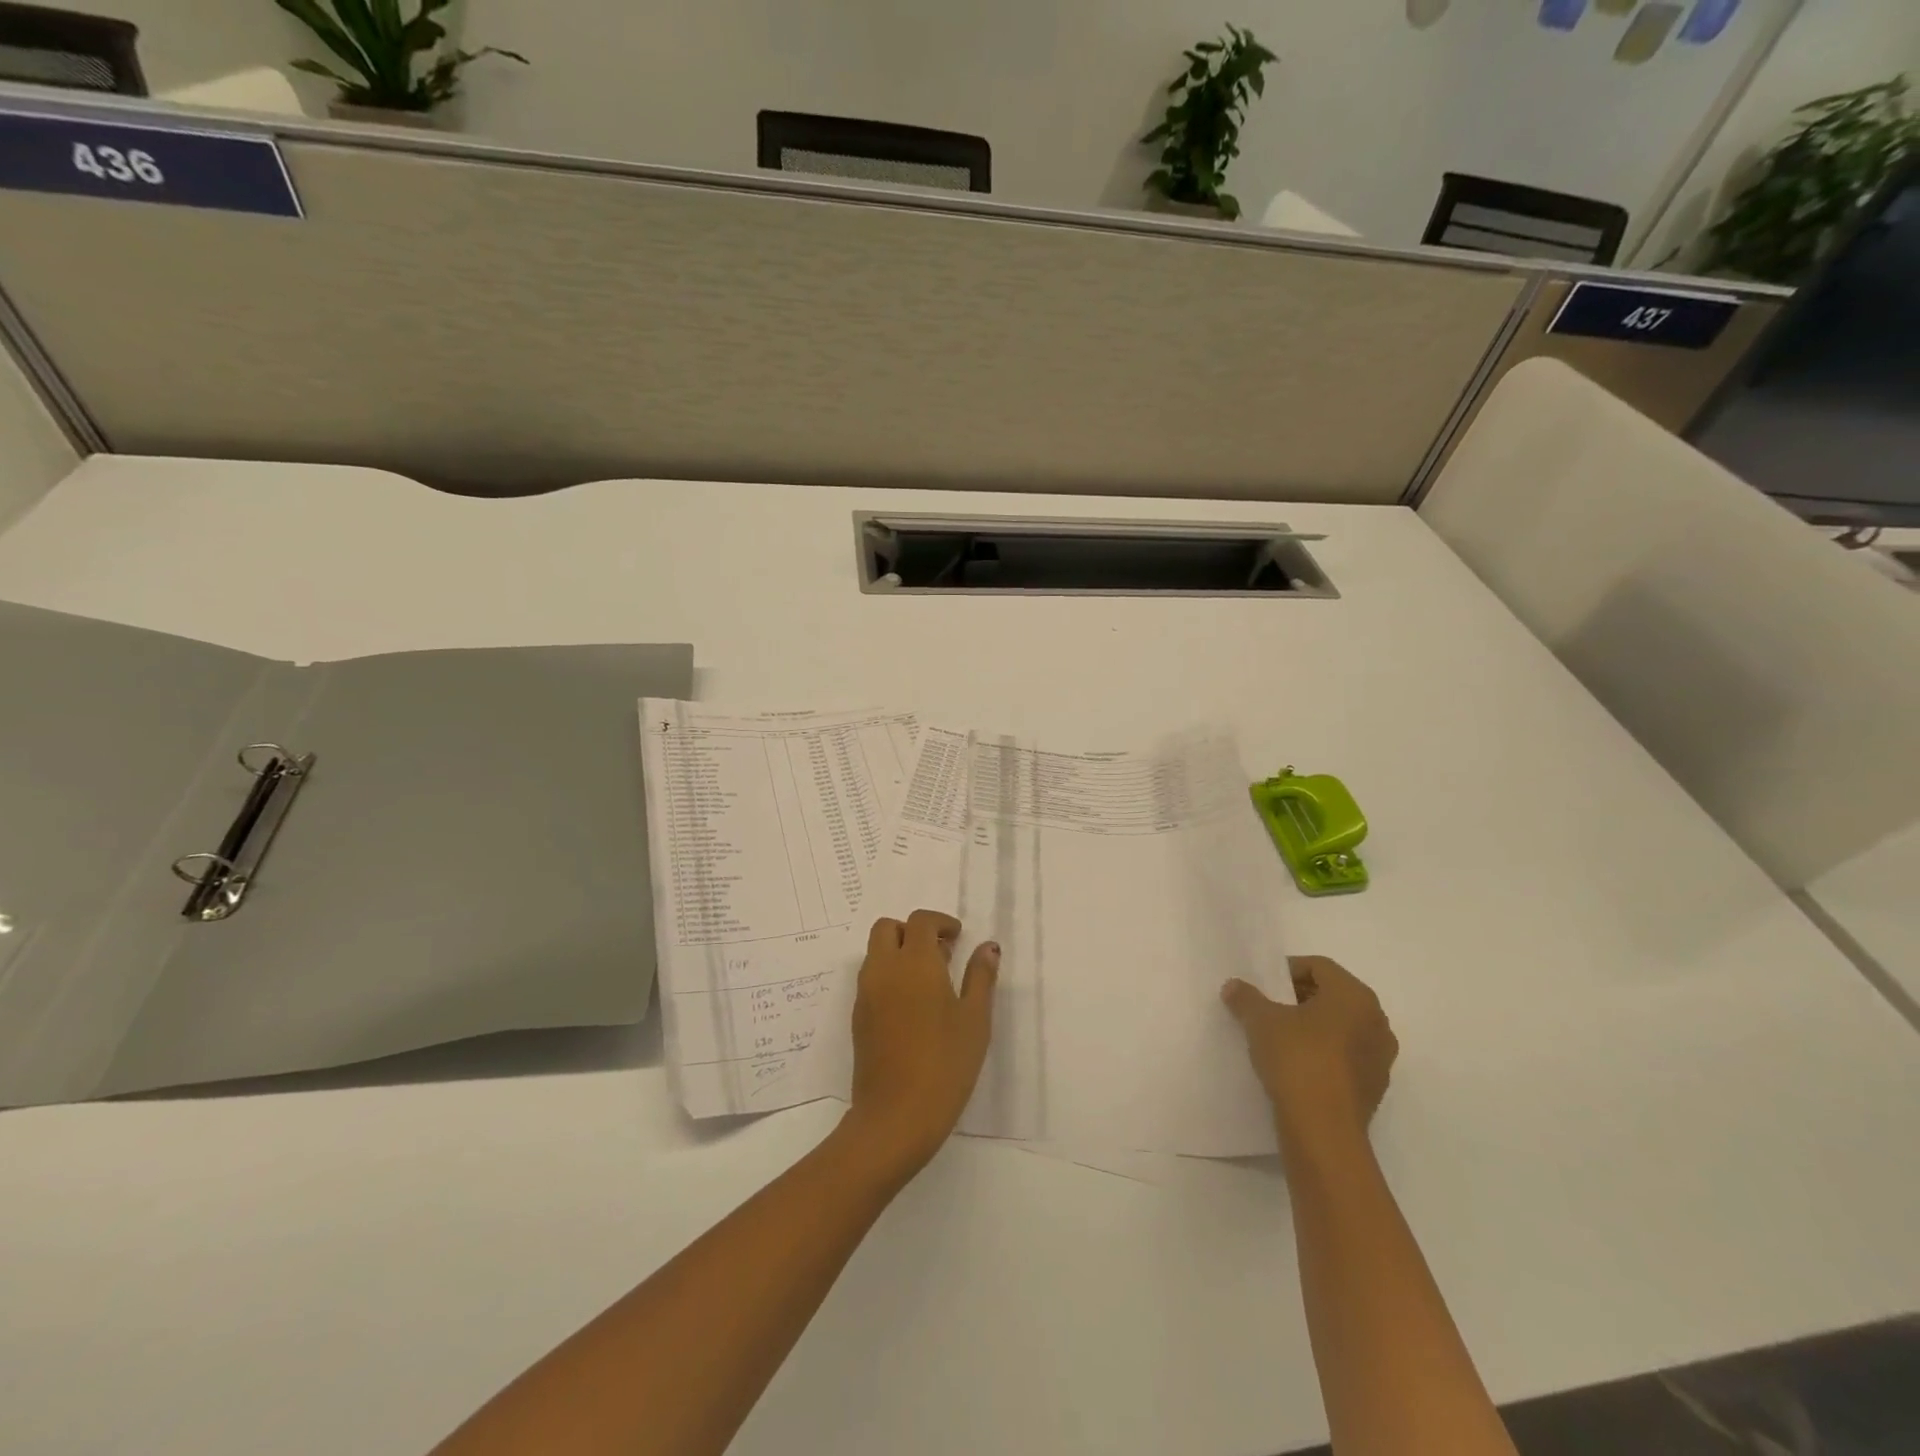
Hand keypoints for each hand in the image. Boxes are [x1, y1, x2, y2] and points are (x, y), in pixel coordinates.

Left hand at [843, 910, 998, 1174]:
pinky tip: (913, 1005)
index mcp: (914, 962)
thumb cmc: (945, 1064)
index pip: (920, 921)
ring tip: (931, 981)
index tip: (958, 937)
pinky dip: (889, 975)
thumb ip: (981, 977)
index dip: (941, 922)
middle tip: (940, 953)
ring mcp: (866, 994)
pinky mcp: (858, 1017)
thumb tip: (988, 947)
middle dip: (912, 930)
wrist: (895, 1116)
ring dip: (899, 952)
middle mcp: (884, 969)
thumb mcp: (975, 1020)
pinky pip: (871, 978)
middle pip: (887, 928)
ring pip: (876, 952)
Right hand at [1222, 956, 1396, 1154]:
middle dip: (1299, 997)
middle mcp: (1376, 1021)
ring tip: (1279, 1037)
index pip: (1319, 966)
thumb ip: (1246, 998)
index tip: (1263, 985)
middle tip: (1268, 1007)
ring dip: (1313, 1026)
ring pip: (1341, 1027)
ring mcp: (1380, 1057)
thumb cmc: (1297, 1060)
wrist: (1323, 1131)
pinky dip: (1323, 1053)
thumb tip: (1233, 986)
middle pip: (1333, 995)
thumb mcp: (1261, 1021)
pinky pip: (1346, 1056)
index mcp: (1355, 996)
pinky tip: (1296, 1066)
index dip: (1287, 970)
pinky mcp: (1375, 1087)